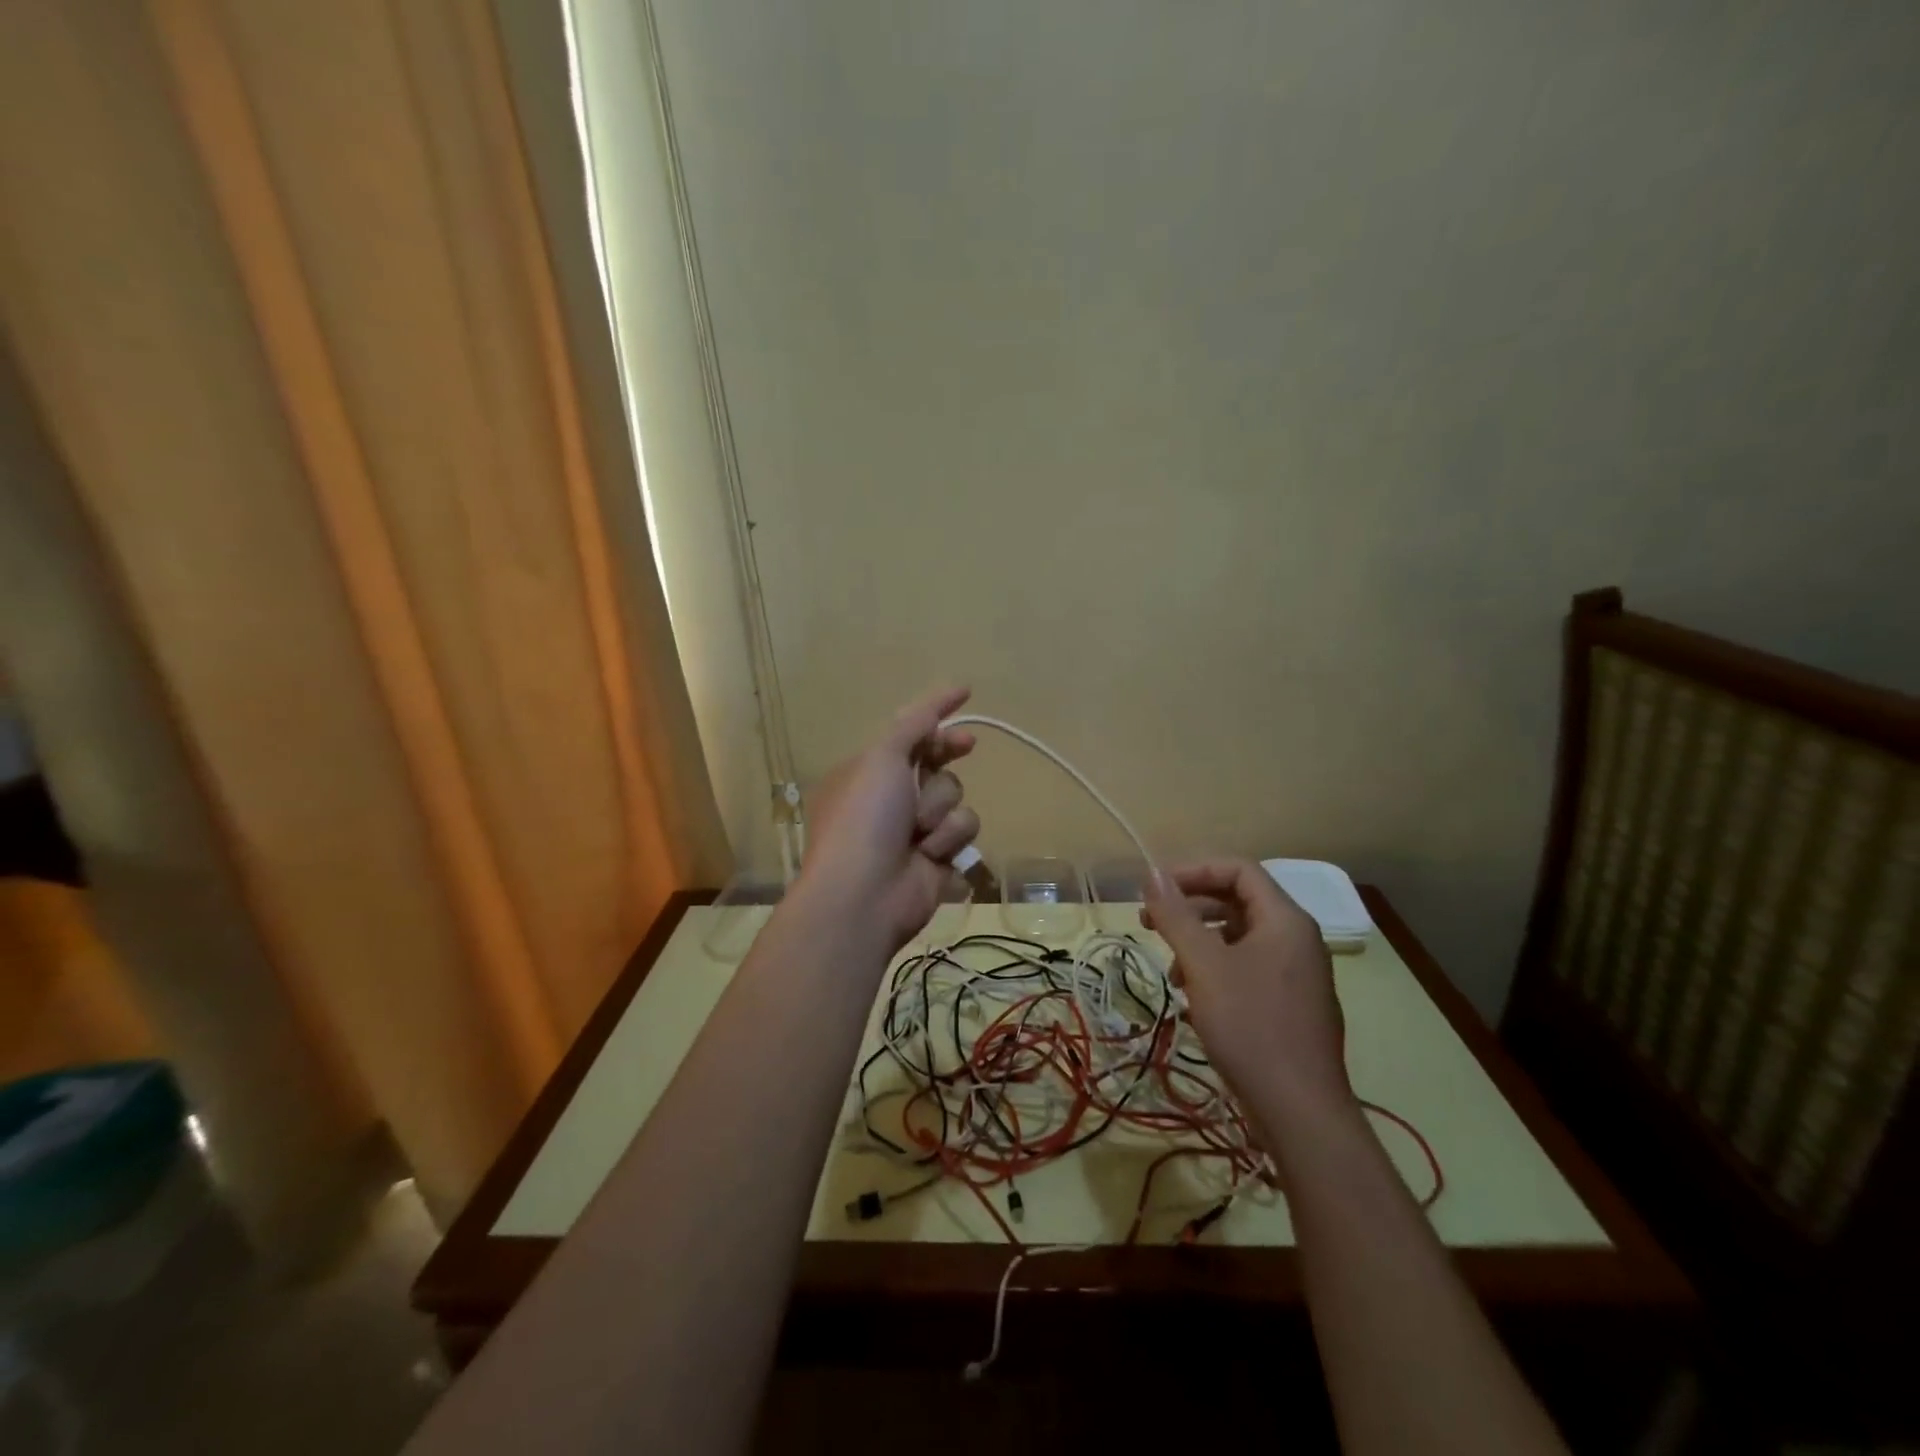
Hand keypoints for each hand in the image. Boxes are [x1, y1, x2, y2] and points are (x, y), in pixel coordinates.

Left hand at [797, 686, 979, 952]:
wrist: (864, 894)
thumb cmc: (864, 817)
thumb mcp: (882, 757)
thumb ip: (915, 723)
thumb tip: (951, 689)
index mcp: (868, 771)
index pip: (909, 735)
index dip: (937, 717)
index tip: (966, 696)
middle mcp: (891, 798)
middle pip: (938, 763)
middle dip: (948, 756)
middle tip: (967, 745)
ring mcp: (915, 829)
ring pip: (955, 797)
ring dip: (940, 809)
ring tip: (919, 831)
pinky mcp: (939, 858)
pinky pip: (963, 831)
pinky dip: (948, 840)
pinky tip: (929, 855)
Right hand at [1142, 859, 1352, 1134]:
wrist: (1300, 1111)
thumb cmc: (1250, 1026)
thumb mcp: (1203, 965)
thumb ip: (1176, 915)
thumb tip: (1151, 873)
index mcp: (1285, 920)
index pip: (1238, 869)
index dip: (1193, 871)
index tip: (1155, 889)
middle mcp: (1297, 939)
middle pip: (1238, 901)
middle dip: (1190, 908)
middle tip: (1150, 924)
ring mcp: (1297, 974)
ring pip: (1240, 937)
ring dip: (1200, 942)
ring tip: (1171, 971)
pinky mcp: (1291, 1004)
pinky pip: (1249, 967)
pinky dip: (1217, 970)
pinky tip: (1195, 998)